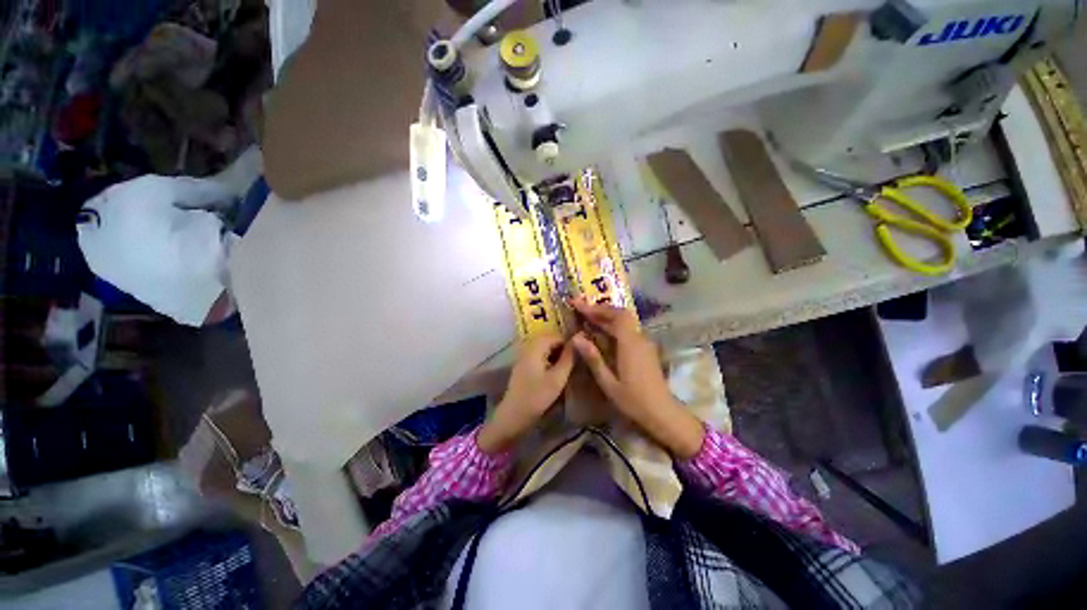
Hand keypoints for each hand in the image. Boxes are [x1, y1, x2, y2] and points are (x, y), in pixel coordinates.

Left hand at [478, 334, 574, 453]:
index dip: (571, 344)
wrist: (514, 415)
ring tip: (568, 369)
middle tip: (575, 364)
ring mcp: (524, 355)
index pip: (558, 336)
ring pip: (546, 349)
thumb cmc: (537, 396)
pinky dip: (549, 361)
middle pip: (551, 341)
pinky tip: (556, 374)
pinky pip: (540, 356)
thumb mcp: (558, 378)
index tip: (581, 356)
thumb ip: (569, 358)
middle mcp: (528, 346)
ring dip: (557, 356)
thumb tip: (579, 340)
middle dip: (564, 350)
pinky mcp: (523, 364)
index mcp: (536, 346)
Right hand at [569, 297, 704, 458]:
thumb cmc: (633, 400)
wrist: (662, 413)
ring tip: (587, 317)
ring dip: (607, 316)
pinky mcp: (645, 349)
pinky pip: (628, 330)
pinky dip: (613, 326)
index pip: (615, 316)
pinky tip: (602, 333)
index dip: (596, 308)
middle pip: (621, 315)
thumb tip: (576, 338)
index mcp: (630, 344)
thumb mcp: (608, 382)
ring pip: (625, 322)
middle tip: (580, 309)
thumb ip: (593, 358)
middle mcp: (639, 339)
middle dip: (600, 310)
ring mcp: (644, 343)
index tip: (578, 304)